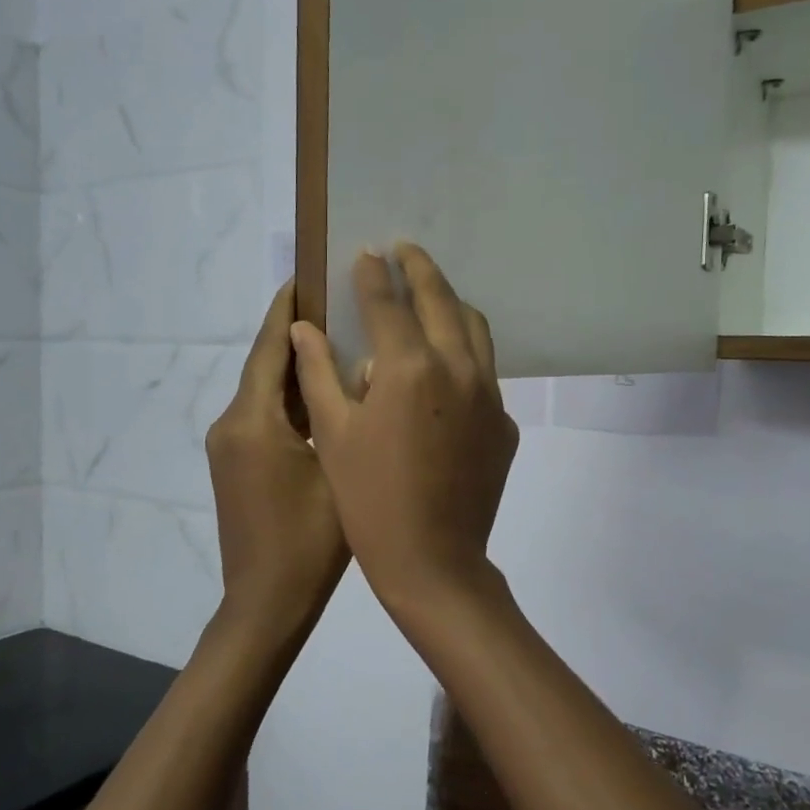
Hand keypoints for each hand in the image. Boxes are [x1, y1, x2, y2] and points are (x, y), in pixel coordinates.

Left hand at [206, 282, 349, 639]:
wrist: (266, 603)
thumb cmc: (310, 542)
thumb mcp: (340, 471)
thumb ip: (346, 414)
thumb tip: (362, 367)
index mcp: (253, 421)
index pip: (268, 348)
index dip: (286, 311)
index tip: (305, 275)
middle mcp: (231, 425)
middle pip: (263, 366)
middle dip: (292, 333)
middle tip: (333, 303)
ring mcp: (228, 447)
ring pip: (263, 392)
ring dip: (292, 367)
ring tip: (335, 341)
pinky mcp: (234, 466)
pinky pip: (261, 417)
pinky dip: (287, 399)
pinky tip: (322, 395)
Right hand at [290, 245, 518, 619]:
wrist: (432, 560)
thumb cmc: (368, 500)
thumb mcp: (332, 433)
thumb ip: (319, 372)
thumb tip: (305, 326)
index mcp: (409, 367)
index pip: (388, 302)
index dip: (372, 274)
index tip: (366, 252)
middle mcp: (458, 368)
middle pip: (441, 299)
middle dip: (420, 268)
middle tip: (405, 249)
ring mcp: (489, 395)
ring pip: (475, 329)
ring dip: (452, 302)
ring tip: (432, 291)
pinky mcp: (504, 422)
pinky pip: (486, 372)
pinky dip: (465, 352)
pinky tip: (447, 363)